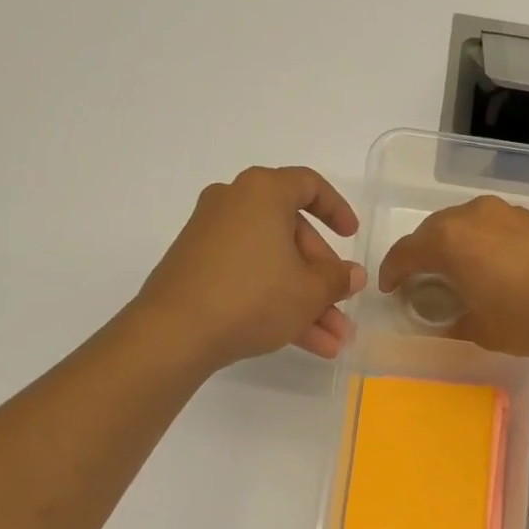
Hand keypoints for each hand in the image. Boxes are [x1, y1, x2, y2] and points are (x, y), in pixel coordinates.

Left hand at [136, 166, 365, 368]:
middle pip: (291, 234)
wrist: (176, 332)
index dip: (337, 210)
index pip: (308, 185)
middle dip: (322, 278)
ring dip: (305, 302)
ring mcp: (211, 237)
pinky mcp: (198, 269)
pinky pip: (249, 278)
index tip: (352, 237)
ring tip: (333, 341)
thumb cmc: (253, 296)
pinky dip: (276, 304)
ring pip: (273, 265)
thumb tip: (352, 274)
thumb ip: (337, 279)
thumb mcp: (309, 291)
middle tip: (341, 307)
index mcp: (262, 192)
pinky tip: (306, 343)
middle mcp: (233, 204)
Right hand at [377, 196, 528, 354]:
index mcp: (448, 240)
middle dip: (421, 254)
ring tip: (457, 271)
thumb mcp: (482, 330)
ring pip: (465, 225)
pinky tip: (492, 266)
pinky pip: (492, 227)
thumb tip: (451, 320)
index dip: (393, 271)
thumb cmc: (526, 315)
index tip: (390, 288)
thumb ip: (456, 322)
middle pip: (433, 231)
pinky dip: (482, 243)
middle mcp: (471, 216)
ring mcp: (505, 212)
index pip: (406, 252)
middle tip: (420, 279)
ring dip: (454, 245)